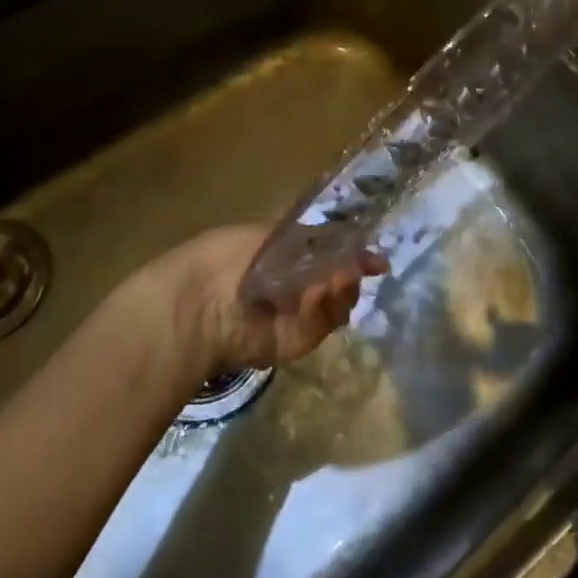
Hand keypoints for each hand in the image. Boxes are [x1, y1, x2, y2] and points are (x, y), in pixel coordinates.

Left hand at [122, 224, 374, 383]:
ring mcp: (298, 316)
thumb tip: (353, 244)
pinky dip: (323, 307)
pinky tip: (312, 295)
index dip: (354, 255)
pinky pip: (325, 322)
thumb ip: (316, 239)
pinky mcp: (299, 342)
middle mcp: (295, 286)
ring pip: (340, 302)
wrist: (201, 305)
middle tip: (349, 267)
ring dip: (341, 288)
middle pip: (342, 280)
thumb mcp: (273, 234)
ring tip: (332, 279)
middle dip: (350, 271)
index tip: (377, 260)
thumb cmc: (229, 256)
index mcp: (285, 256)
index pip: (331, 254)